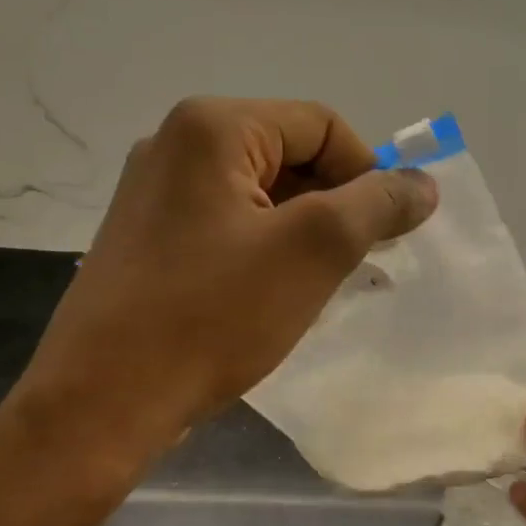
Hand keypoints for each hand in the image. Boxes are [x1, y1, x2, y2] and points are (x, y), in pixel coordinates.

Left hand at [18, 97, 436, 450]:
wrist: (104, 400)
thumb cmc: (212, 316)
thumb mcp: (312, 252)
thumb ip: (376, 205)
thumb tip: (421, 183)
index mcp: (212, 127)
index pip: (321, 125)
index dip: (367, 173)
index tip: (386, 234)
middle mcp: (175, 145)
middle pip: (288, 156)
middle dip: (335, 206)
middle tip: (359, 265)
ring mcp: (154, 194)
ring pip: (259, 197)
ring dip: (303, 234)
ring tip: (322, 287)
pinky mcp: (147, 240)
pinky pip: (226, 227)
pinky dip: (264, 252)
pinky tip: (274, 297)